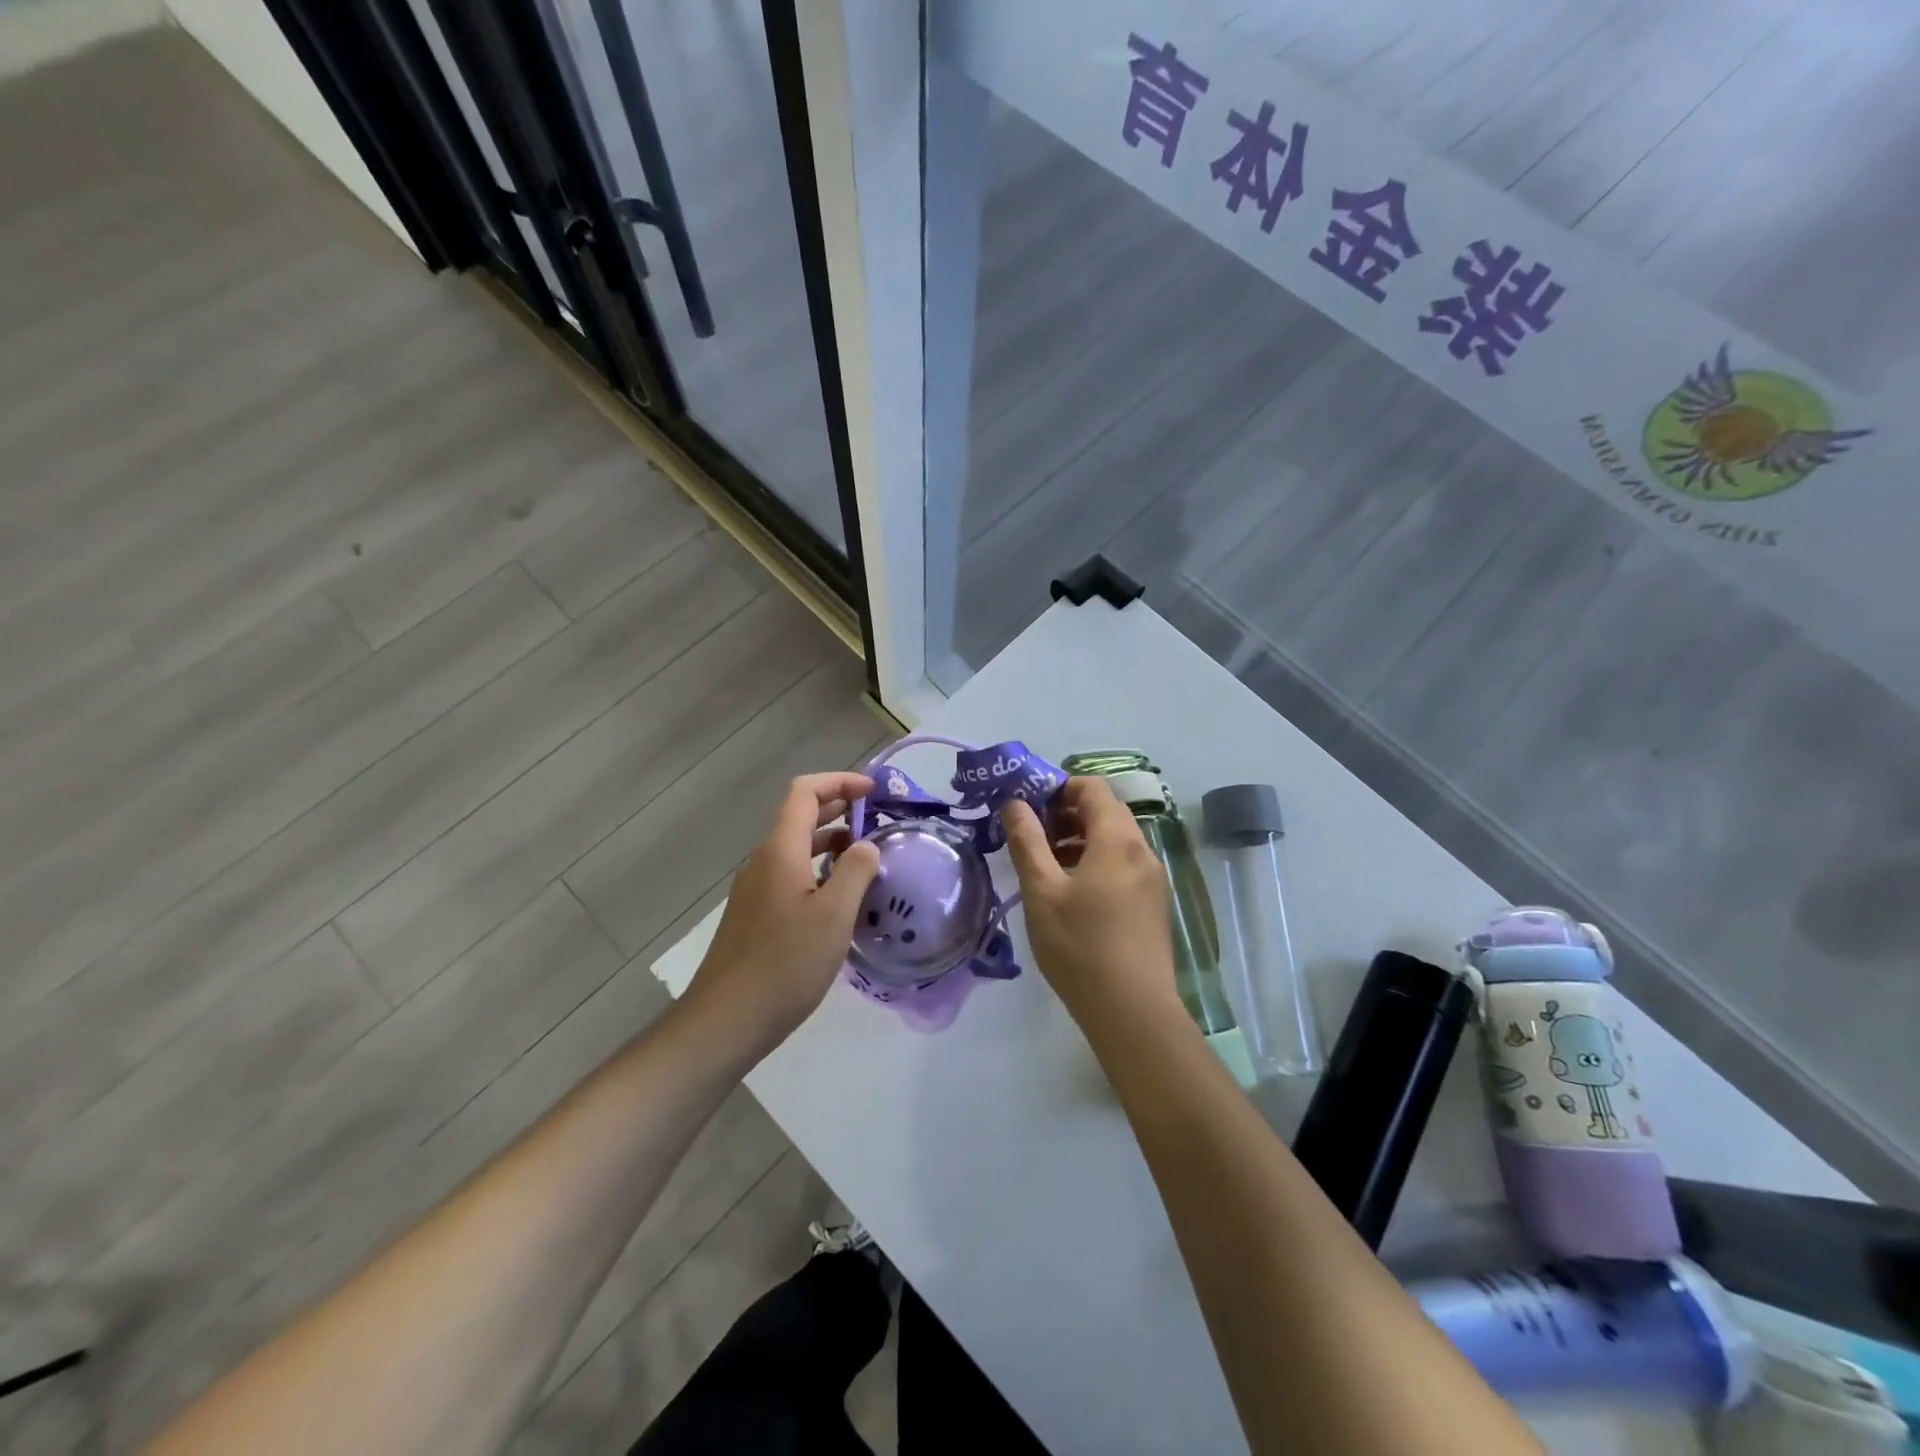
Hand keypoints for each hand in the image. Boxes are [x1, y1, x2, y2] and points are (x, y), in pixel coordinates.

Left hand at [687, 772, 880, 1052]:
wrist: (726, 1020)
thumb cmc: (785, 964)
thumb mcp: (834, 916)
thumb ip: (856, 872)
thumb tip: (867, 845)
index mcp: (780, 851)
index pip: (805, 792)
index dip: (839, 782)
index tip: (874, 792)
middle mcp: (763, 861)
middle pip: (799, 816)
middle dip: (838, 808)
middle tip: (878, 819)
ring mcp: (755, 889)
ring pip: (796, 848)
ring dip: (830, 841)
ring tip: (867, 856)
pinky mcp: (755, 915)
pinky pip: (790, 874)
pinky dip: (818, 869)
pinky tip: (840, 896)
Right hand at [1000, 776, 1183, 1038]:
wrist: (1132, 1012)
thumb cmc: (1080, 946)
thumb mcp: (1042, 891)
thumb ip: (1027, 841)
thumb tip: (1014, 803)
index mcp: (1117, 840)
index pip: (1092, 787)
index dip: (1058, 787)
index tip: (1028, 807)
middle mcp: (1142, 850)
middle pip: (1105, 811)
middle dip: (1066, 813)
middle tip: (1031, 835)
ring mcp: (1153, 878)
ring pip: (1115, 840)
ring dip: (1080, 839)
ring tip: (1045, 864)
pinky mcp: (1154, 903)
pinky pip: (1123, 864)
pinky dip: (1096, 861)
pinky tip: (1072, 891)